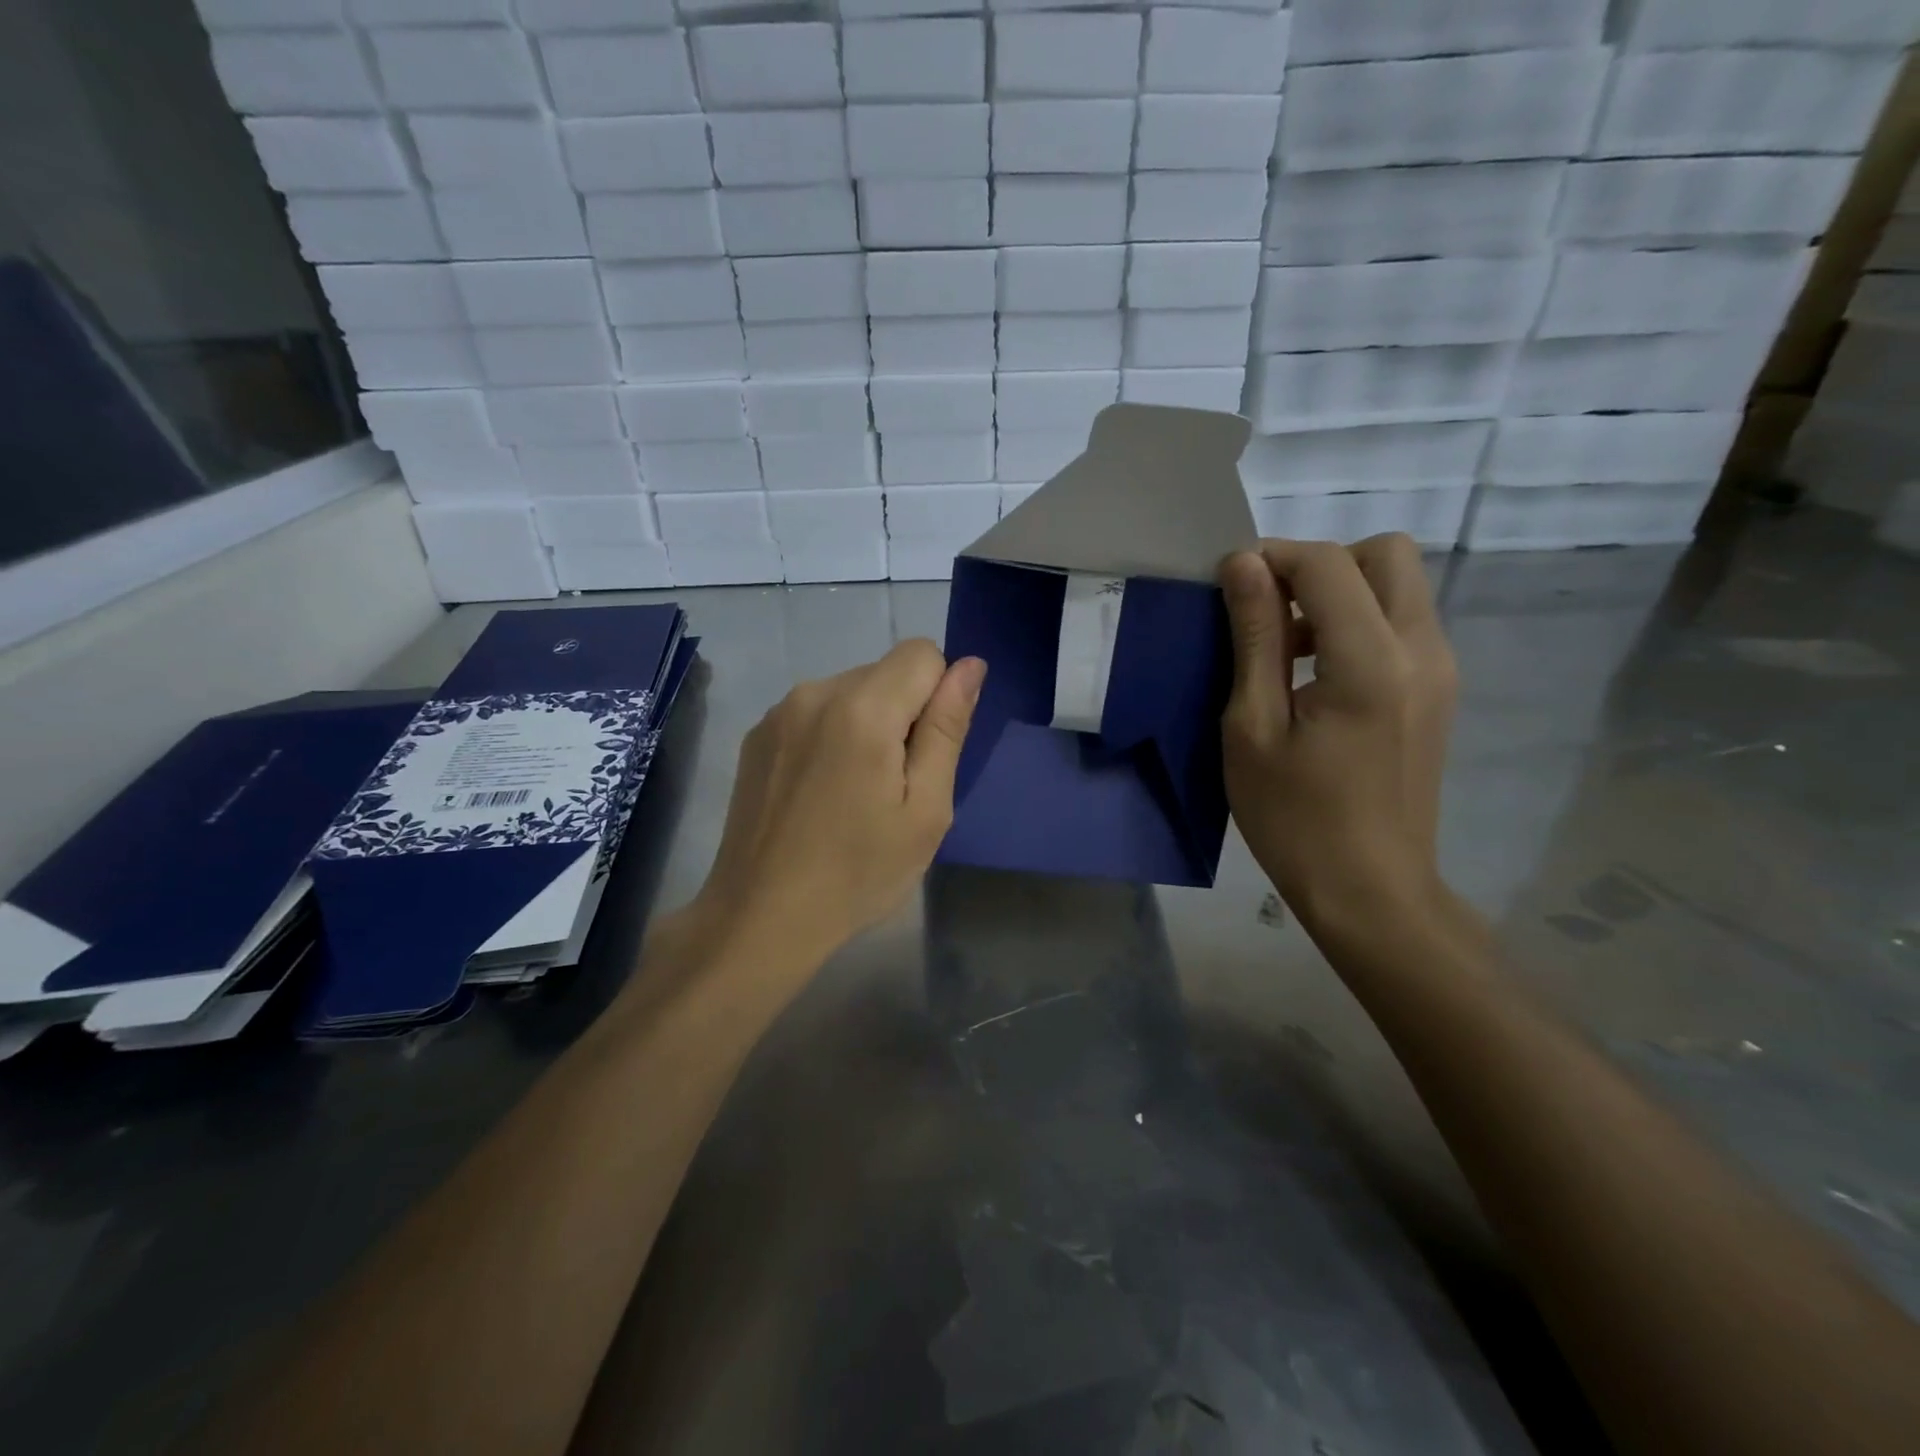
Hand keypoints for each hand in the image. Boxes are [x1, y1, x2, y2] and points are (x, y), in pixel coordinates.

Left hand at [684, 640, 985, 972]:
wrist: (761, 917)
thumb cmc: (858, 872)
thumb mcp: (925, 810)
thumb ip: (947, 728)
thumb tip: (970, 666)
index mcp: (862, 708)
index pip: (923, 653)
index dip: (938, 697)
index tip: (924, 755)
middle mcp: (815, 691)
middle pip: (885, 672)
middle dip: (903, 714)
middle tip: (892, 787)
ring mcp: (779, 712)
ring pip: (850, 691)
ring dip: (867, 725)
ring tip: (853, 793)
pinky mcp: (757, 735)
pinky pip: (815, 712)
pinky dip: (831, 736)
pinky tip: (819, 792)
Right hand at [1218, 535, 1456, 932]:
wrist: (1370, 889)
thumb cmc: (1294, 817)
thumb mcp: (1252, 727)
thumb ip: (1254, 638)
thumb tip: (1243, 565)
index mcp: (1371, 661)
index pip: (1328, 564)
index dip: (1272, 558)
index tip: (1228, 586)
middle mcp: (1422, 650)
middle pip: (1385, 554)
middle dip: (1319, 564)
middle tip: (1269, 610)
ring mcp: (1441, 670)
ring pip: (1398, 585)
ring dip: (1339, 592)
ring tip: (1286, 647)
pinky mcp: (1440, 691)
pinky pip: (1402, 623)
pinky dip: (1358, 622)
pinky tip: (1317, 675)